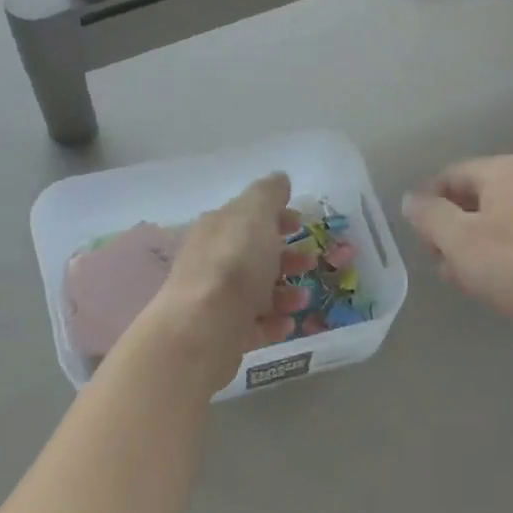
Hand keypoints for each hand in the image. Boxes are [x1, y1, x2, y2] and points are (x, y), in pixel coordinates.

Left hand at [140, 173, 314, 388]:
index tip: (301, 223)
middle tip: (309, 262)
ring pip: (256, 292)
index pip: (246, 216)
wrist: (204, 327)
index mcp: (218, 229)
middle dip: (285, 257)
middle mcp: (212, 262)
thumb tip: (279, 178)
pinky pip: (254, 325)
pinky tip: (288, 323)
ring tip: (303, 299)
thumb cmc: (234, 264)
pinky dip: (274, 322)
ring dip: (285, 292)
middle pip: (253, 255)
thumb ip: (268, 195)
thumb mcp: (254, 215)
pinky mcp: (223, 333)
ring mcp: (216, 300)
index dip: (275, 216)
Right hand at [401, 156, 512, 330]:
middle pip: (478, 197)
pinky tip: (506, 281)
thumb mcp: (459, 241)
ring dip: (479, 246)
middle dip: (454, 230)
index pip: (450, 176)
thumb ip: (429, 217)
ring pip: (503, 219)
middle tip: (444, 266)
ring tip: (471, 280)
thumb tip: (411, 199)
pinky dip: (508, 252)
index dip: (428, 205)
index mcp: (502, 169)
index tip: (422, 241)